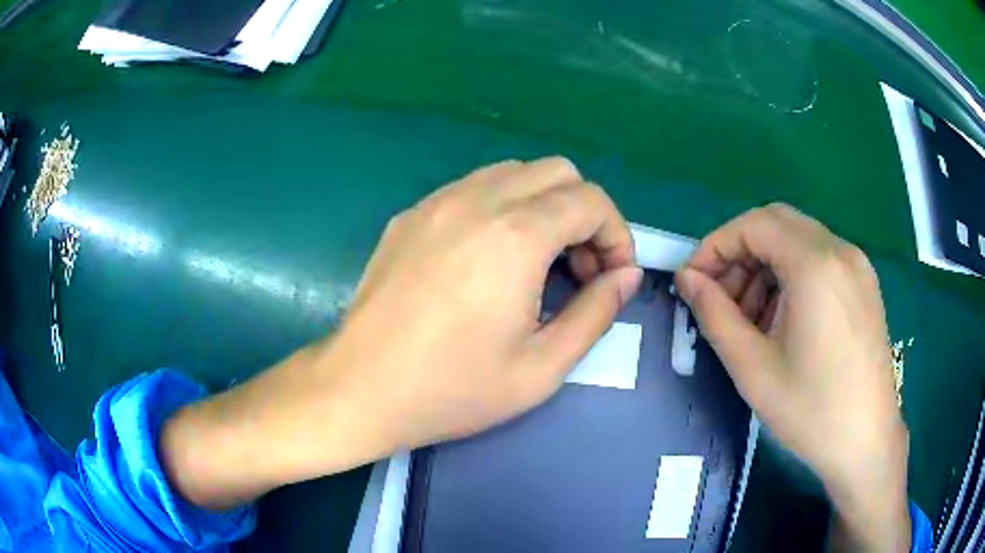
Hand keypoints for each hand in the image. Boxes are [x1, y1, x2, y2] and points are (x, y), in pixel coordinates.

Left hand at [161, 158, 641, 508]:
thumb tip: (626, 276)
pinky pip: (472, 188)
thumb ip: (596, 314)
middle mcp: (477, 200)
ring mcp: (436, 202)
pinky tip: (488, 258)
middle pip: (556, 172)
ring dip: (542, 206)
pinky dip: (501, 207)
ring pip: (514, 172)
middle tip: (576, 268)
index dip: (616, 234)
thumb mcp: (542, 368)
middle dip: (583, 213)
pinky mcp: (410, 214)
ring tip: (536, 262)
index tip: (611, 276)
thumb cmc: (452, 390)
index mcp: (515, 235)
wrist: (360, 389)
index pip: (590, 200)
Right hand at [674, 203, 909, 551]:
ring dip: (766, 265)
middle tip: (720, 299)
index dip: (715, 246)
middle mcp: (840, 250)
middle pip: (776, 224)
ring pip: (798, 240)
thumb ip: (715, 314)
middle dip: (740, 253)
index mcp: (815, 265)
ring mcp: (857, 265)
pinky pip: (819, 259)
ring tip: (751, 318)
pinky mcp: (865, 283)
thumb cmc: (811, 411)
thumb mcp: (753, 368)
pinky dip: (791, 275)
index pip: (753, 225)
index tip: (693, 282)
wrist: (867, 441)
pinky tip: (784, 319)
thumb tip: (686, 279)